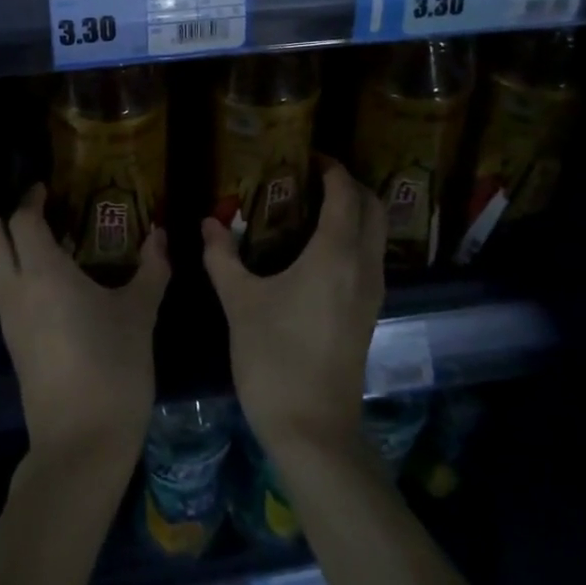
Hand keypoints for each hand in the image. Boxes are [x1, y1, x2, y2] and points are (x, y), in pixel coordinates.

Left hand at [0, 184, 169, 467]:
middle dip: (9, 218)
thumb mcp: (140, 313)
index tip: (47, 188)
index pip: (21, 219)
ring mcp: (8, 319)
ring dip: (12, 248)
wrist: (82, 441)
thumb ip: (151, 268)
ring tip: (54, 246)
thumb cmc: (114, 365)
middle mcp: (15, 289)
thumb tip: (161, 236)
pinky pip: (5, 293)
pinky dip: (18, 275)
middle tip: (44, 214)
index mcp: (42, 272)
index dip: (30, 198)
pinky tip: (54, 285)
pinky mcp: (11, 344)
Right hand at [202, 158, 384, 455]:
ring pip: (377, 233)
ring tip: (313, 206)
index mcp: (335, 254)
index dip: (330, 168)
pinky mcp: (370, 313)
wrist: (313, 428)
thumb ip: (222, 256)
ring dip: (355, 210)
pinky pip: (371, 257)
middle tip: (312, 177)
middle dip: (349, 184)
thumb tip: (208, 222)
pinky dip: (354, 237)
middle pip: (373, 207)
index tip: (306, 155)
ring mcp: (372, 292)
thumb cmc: (273, 358)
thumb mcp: (239, 302)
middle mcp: (363, 266)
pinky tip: (319, 249)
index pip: (345, 193)